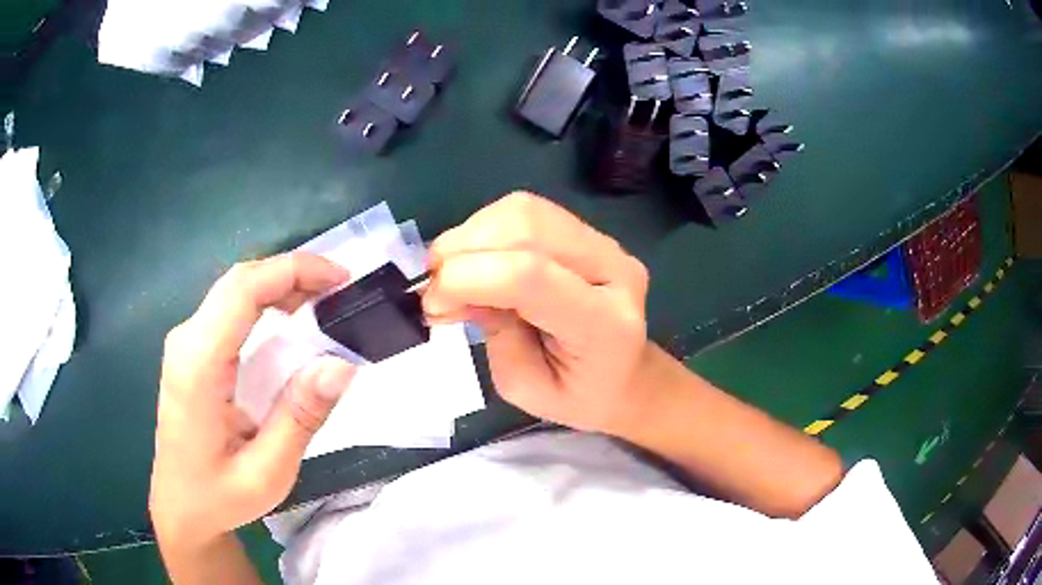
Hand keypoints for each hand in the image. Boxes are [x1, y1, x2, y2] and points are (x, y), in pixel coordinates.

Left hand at [150, 252, 356, 548]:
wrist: (181, 508)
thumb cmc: (220, 496)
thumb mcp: (267, 471)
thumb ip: (300, 417)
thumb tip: (342, 365)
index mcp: (199, 365)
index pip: (243, 290)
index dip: (293, 270)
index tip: (340, 278)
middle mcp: (186, 341)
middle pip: (238, 281)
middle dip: (291, 272)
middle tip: (338, 289)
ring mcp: (184, 344)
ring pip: (233, 291)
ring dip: (279, 286)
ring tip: (322, 303)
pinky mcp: (190, 352)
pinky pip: (229, 310)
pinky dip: (264, 303)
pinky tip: (289, 321)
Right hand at [423, 193, 650, 433]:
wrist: (625, 374)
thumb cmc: (579, 395)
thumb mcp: (525, 387)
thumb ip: (493, 332)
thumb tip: (451, 288)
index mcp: (605, 323)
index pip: (531, 275)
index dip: (467, 278)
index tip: (431, 303)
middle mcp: (612, 268)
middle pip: (525, 228)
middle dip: (461, 252)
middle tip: (435, 289)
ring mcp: (603, 243)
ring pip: (522, 211)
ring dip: (470, 236)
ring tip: (453, 274)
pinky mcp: (587, 231)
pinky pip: (526, 211)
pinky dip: (485, 230)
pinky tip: (477, 260)